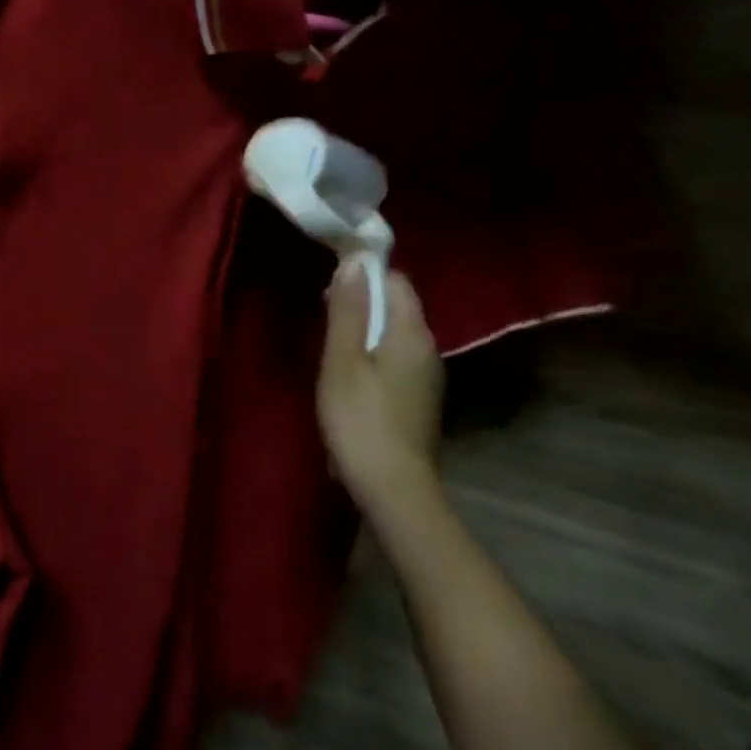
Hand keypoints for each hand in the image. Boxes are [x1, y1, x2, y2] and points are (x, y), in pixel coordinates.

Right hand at [318, 261, 444, 519]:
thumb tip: (356, 261)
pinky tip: (348, 374)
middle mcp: (428, 348)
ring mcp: (427, 375)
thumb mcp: (343, 360)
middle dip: (362, 300)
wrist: (393, 488)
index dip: (364, 273)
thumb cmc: (360, 420)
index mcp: (412, 333)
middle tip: (322, 313)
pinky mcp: (419, 398)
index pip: (396, 280)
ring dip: (365, 328)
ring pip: (395, 333)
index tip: (329, 282)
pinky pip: (396, 357)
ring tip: (330, 343)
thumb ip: (349, 310)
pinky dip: (372, 353)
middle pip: (397, 305)